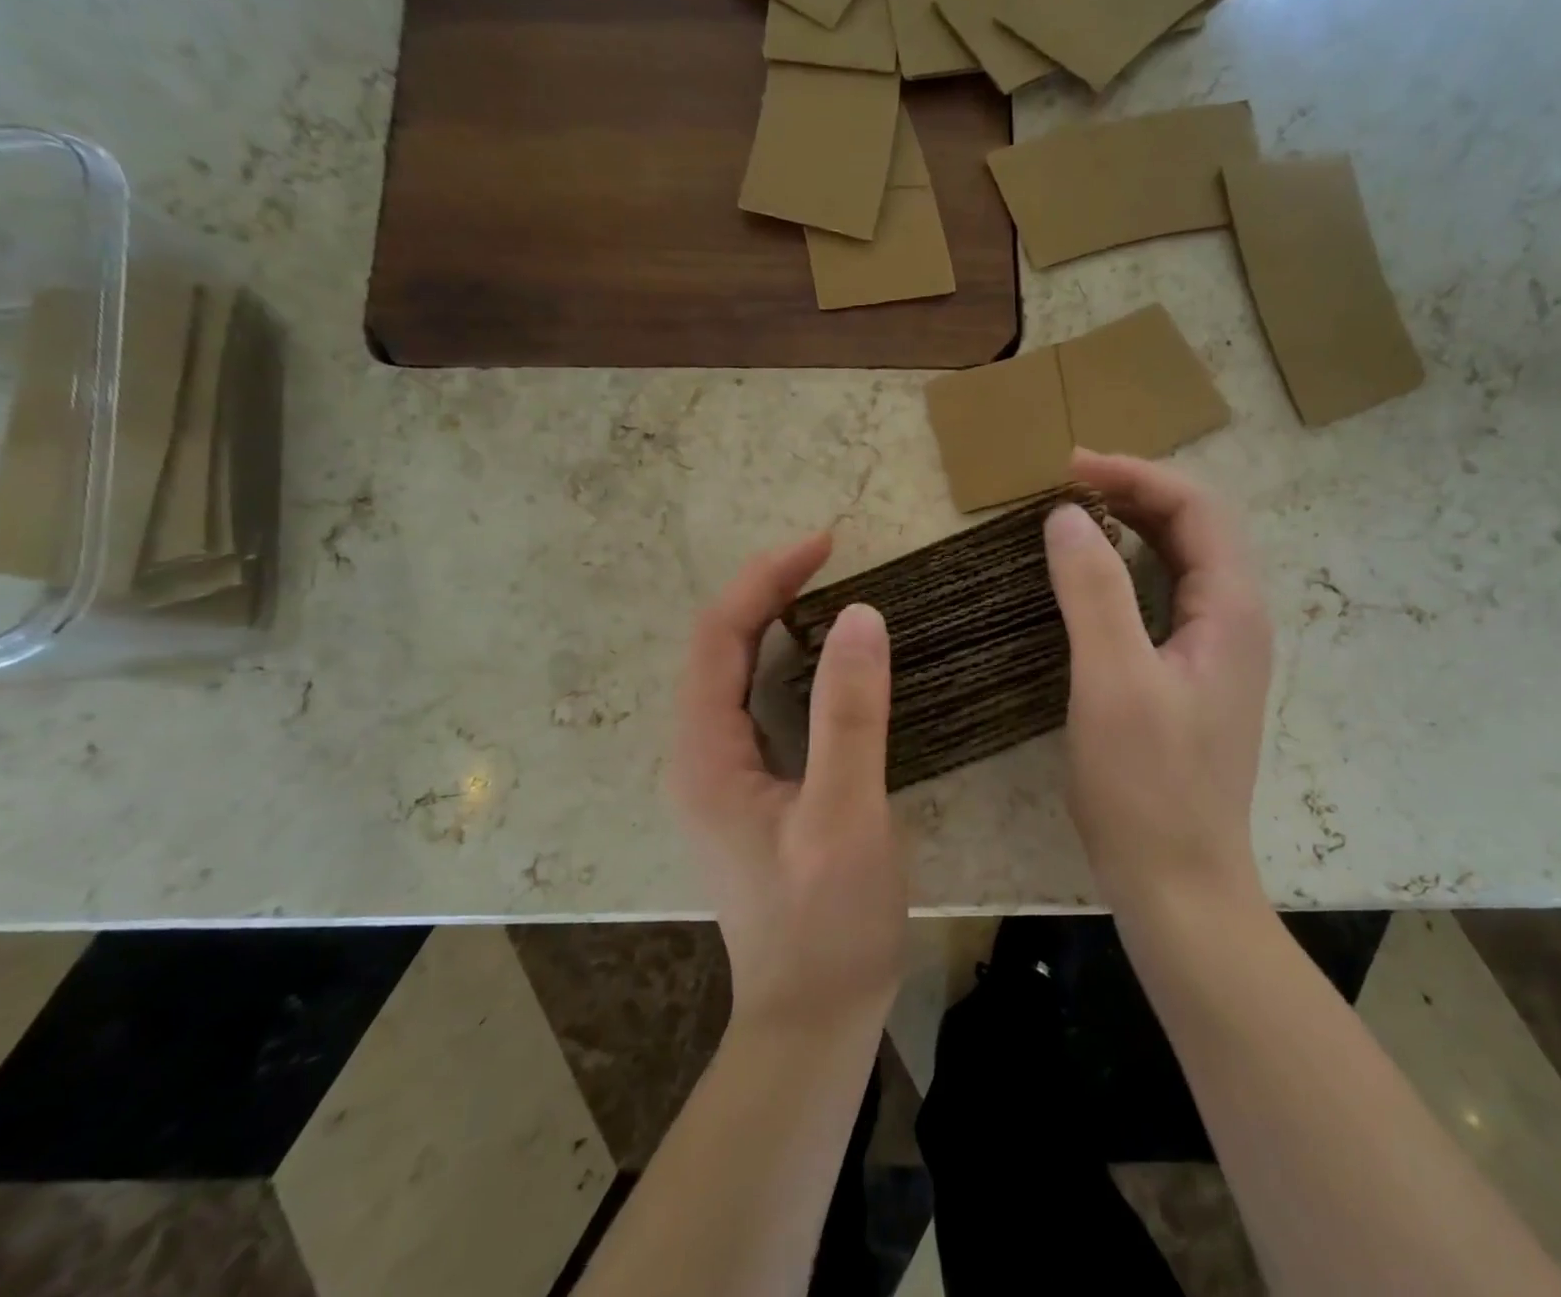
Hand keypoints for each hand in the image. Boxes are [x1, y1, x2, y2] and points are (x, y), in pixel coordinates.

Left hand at [670, 533, 907, 1035]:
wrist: (813, 1017)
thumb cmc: (828, 923)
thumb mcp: (845, 816)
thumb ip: (851, 715)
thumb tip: (861, 616)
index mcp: (706, 754)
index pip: (719, 636)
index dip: (765, 579)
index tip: (824, 544)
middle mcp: (699, 756)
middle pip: (719, 647)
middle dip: (767, 591)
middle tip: (829, 557)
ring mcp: (721, 775)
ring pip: (735, 673)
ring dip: (773, 622)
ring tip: (826, 590)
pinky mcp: (750, 790)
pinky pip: (758, 703)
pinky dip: (787, 662)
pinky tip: (825, 659)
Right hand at [1045, 450, 1273, 920]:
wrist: (1177, 882)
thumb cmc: (1147, 784)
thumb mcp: (1113, 680)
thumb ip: (1093, 591)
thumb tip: (1066, 516)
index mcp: (1232, 610)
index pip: (1196, 509)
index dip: (1136, 476)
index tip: (1070, 467)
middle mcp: (1235, 621)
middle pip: (1194, 528)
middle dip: (1134, 492)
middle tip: (1066, 483)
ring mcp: (1214, 652)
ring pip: (1179, 563)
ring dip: (1132, 527)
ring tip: (1074, 515)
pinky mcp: (1187, 677)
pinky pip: (1163, 599)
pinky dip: (1126, 570)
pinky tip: (1090, 578)